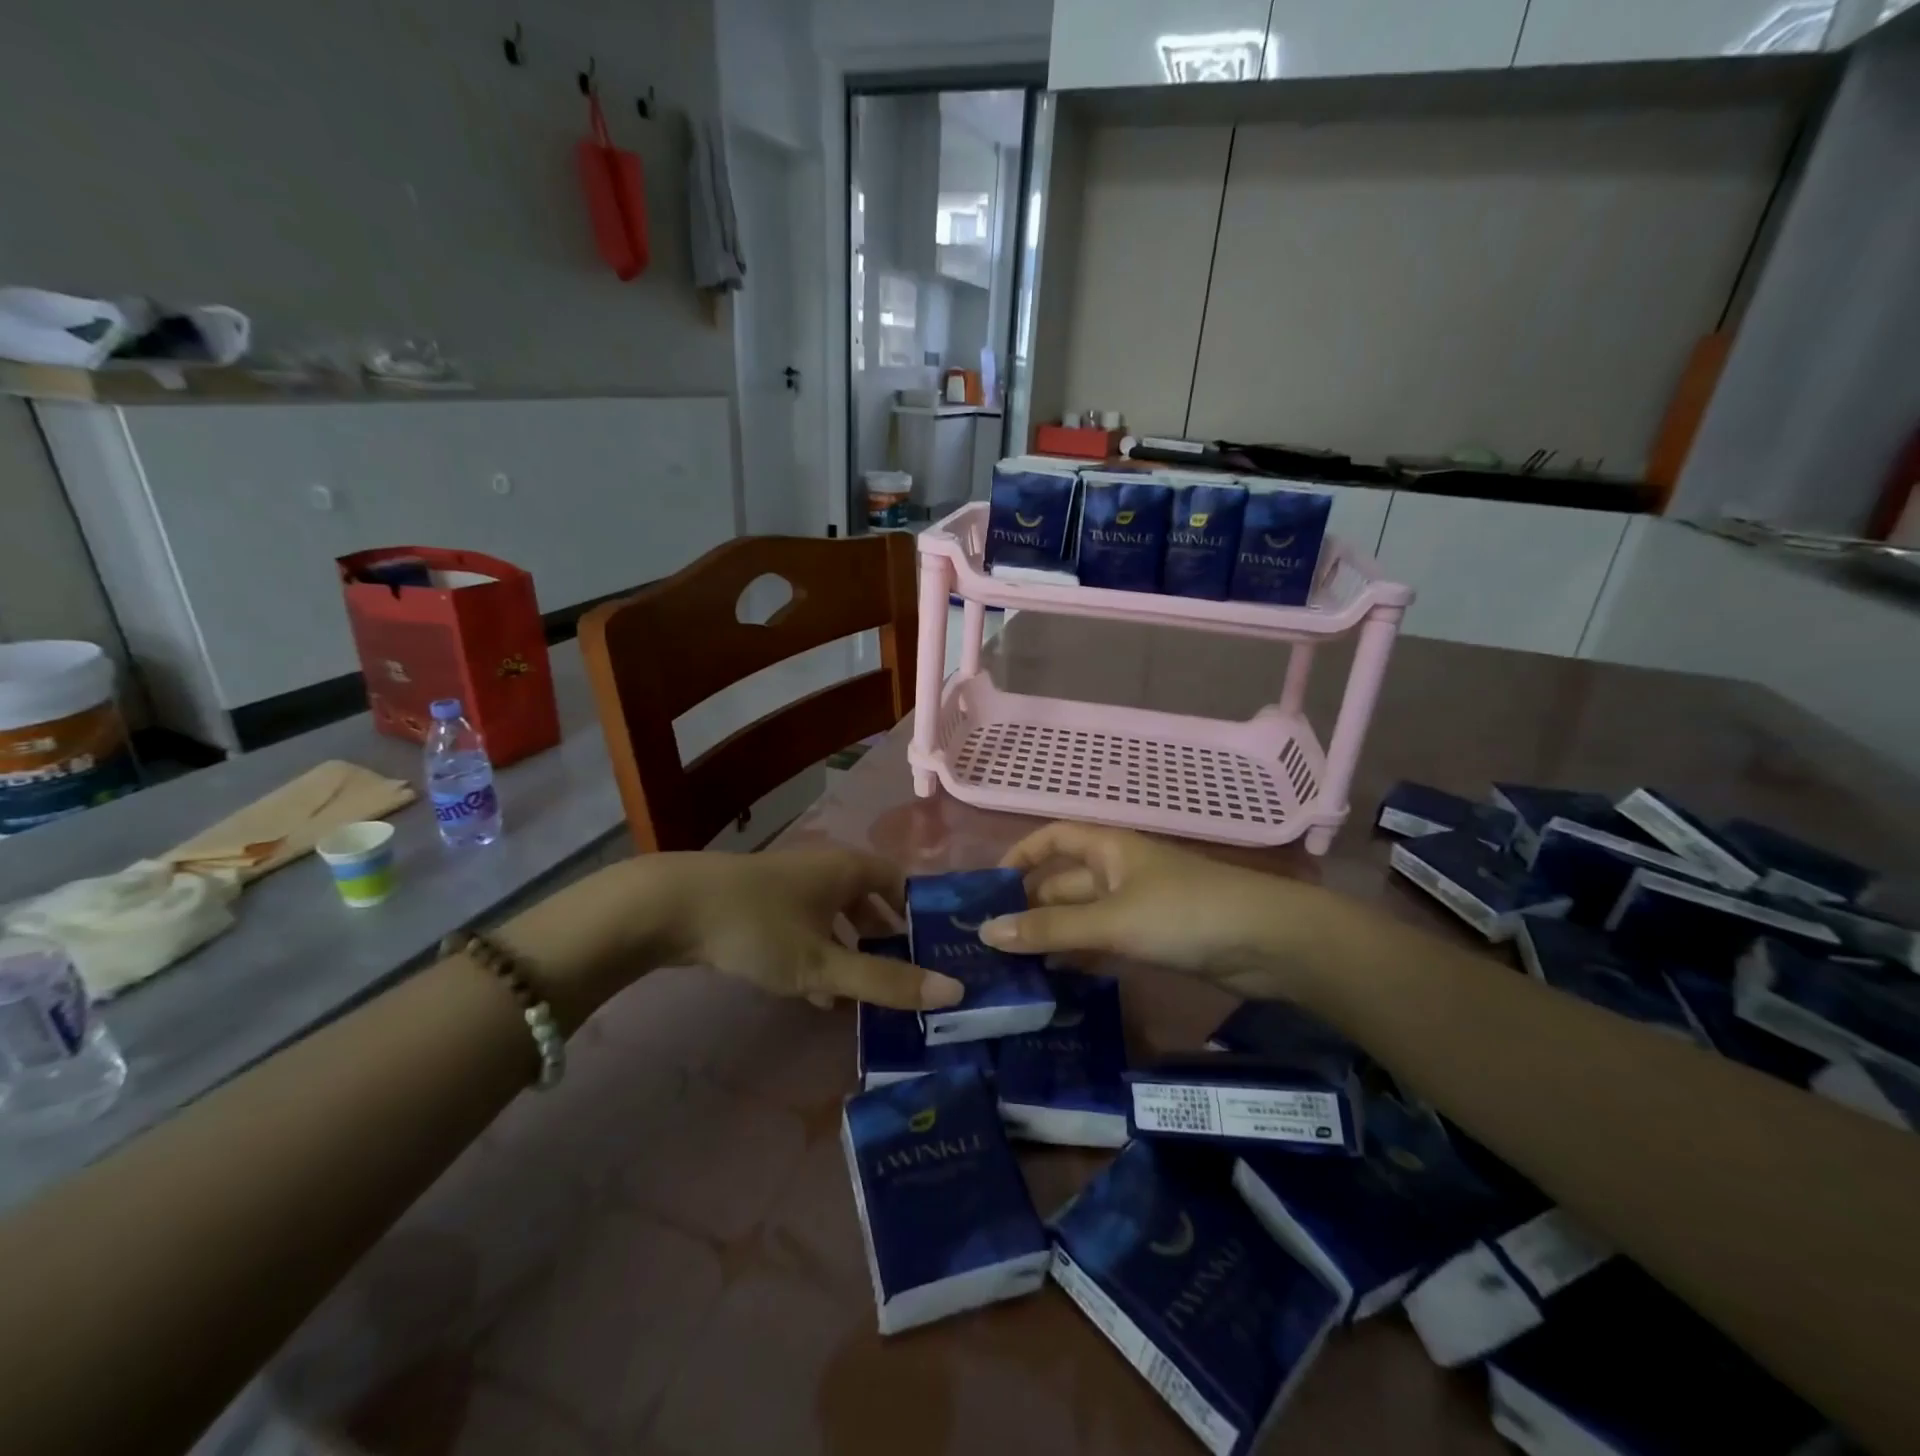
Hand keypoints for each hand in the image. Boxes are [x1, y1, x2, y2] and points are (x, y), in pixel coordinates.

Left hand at [663, 849, 963, 1011]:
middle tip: (905, 980)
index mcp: (847, 869)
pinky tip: (818, 995)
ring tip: (866, 997)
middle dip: (886, 940)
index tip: (936, 951)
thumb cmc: (758, 927)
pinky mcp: (762, 904)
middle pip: (869, 901)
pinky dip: (820, 955)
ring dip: (852, 953)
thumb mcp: (823, 962)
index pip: (900, 882)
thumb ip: (884, 981)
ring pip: (836, 918)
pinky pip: (808, 928)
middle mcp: (824, 868)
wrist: (669, 908)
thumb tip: (953, 991)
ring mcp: (790, 885)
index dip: (919, 913)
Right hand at [980, 823, 1341, 1003]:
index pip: (1053, 838)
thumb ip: (1050, 928)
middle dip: (1030, 908)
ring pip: (1082, 917)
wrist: (1268, 943)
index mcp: (1108, 848)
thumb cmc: (1184, 914)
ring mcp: (1137, 906)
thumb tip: (986, 931)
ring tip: (1012, 969)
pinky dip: (1080, 956)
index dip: (1021, 855)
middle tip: (989, 945)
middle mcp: (1118, 871)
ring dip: (1052, 937)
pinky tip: (1056, 981)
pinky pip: (1104, 942)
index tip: (990, 887)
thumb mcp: (1111, 920)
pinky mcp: (1153, 939)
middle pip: (1063, 883)